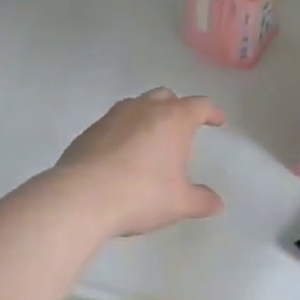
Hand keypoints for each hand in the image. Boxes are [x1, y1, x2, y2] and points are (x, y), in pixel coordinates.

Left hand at [53, 88, 225, 237]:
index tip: (217, 121)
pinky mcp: (89, 131)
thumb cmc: (141, 195)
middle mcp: (144, 109)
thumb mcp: (179, 203)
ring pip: (136, 106)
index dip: (211, 113)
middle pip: (166, 97)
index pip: (199, 106)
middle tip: (182, 128)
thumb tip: (217, 203)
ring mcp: (112, 116)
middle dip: (177, 108)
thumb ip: (201, 200)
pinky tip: (121, 156)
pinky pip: (113, 124)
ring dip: (147, 117)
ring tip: (150, 141)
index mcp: (173, 119)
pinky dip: (123, 132)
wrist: (82, 197)